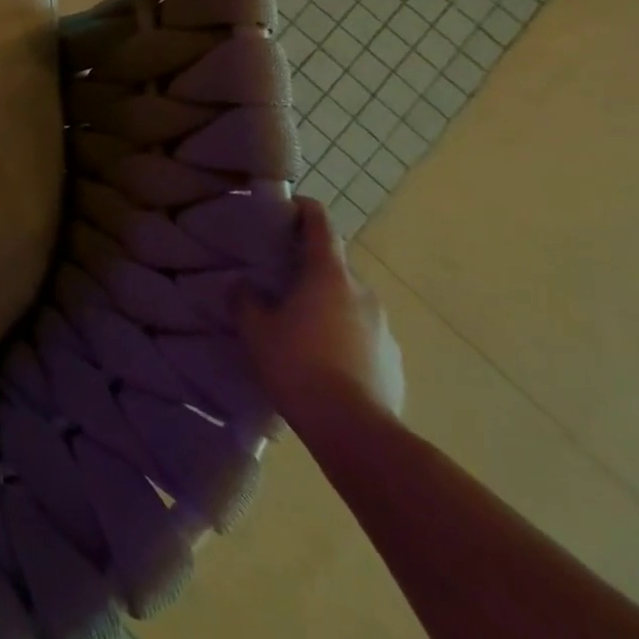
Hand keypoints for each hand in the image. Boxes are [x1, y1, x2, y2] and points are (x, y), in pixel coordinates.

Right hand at [238, 197, 405, 427]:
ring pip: (348, 303)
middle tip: (278, 279)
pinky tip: (320, 359)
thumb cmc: (298, 364)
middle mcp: (363, 294)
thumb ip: (246, 300)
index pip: (321, 226)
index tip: (289, 206)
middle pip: (334, 268)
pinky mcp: (394, 361)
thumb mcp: (255, 329)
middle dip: (308, 269)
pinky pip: (361, 335)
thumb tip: (245, 286)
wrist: (355, 431)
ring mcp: (384, 329)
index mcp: (329, 277)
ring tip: (297, 325)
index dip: (305, 210)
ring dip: (325, 305)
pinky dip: (341, 335)